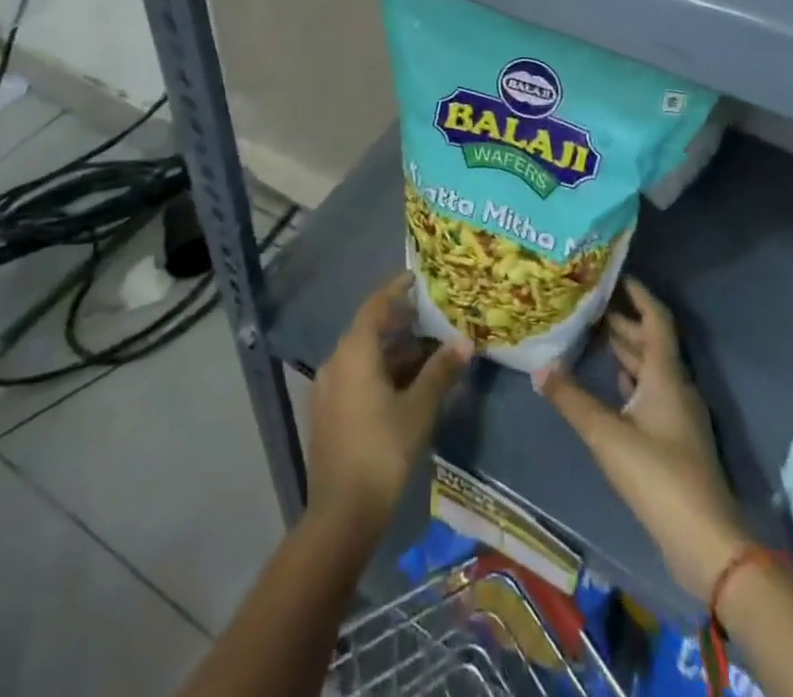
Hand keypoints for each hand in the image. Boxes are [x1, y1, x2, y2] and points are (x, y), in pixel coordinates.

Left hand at [306, 273, 469, 536]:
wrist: (342, 513)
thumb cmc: (383, 451)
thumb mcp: (418, 409)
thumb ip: (440, 372)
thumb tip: (464, 343)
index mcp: (354, 352)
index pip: (375, 306)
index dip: (395, 290)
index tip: (416, 278)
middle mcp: (336, 362)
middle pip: (369, 330)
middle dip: (399, 323)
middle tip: (430, 318)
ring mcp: (328, 388)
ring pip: (363, 356)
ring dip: (392, 351)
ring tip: (426, 352)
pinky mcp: (328, 412)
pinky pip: (356, 377)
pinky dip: (380, 372)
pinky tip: (404, 385)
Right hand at [535, 278, 752, 601]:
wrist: (706, 543)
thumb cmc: (658, 476)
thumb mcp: (606, 434)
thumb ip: (570, 398)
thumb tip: (538, 366)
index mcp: (666, 375)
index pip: (655, 319)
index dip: (638, 293)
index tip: (613, 273)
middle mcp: (675, 386)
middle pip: (650, 342)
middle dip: (621, 320)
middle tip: (586, 302)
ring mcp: (677, 415)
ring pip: (649, 368)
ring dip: (624, 349)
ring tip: (590, 334)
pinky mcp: (674, 440)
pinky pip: (650, 392)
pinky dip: (629, 379)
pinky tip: (610, 381)